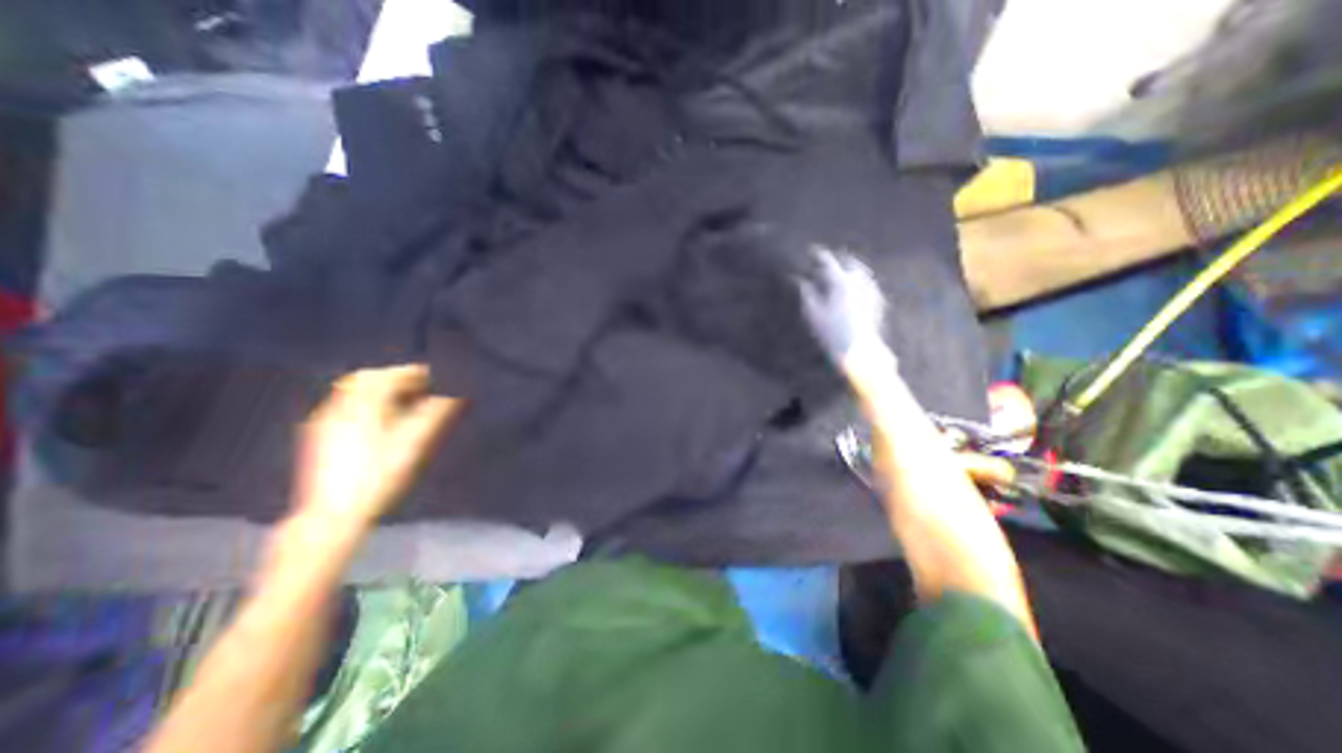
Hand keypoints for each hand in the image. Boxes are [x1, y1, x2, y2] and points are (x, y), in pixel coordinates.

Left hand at [295, 365, 462, 532]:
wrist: (333, 515)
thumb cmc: (380, 475)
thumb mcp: (415, 442)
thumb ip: (436, 412)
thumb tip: (457, 392)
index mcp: (363, 404)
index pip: (393, 375)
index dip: (419, 373)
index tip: (440, 378)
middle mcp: (340, 406)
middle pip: (369, 378)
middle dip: (397, 377)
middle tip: (423, 385)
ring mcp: (326, 421)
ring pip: (353, 391)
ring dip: (381, 388)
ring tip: (406, 399)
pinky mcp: (320, 436)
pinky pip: (344, 405)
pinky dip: (367, 401)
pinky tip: (380, 417)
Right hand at [796, 248, 887, 363]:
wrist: (859, 351)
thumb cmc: (832, 333)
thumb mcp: (813, 313)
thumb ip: (807, 293)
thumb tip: (801, 280)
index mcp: (842, 282)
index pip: (829, 262)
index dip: (819, 255)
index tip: (812, 251)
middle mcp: (859, 282)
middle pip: (849, 262)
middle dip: (838, 259)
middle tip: (828, 261)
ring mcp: (871, 291)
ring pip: (861, 272)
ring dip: (850, 268)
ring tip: (841, 272)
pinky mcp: (878, 301)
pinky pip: (868, 284)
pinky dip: (859, 281)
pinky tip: (854, 288)